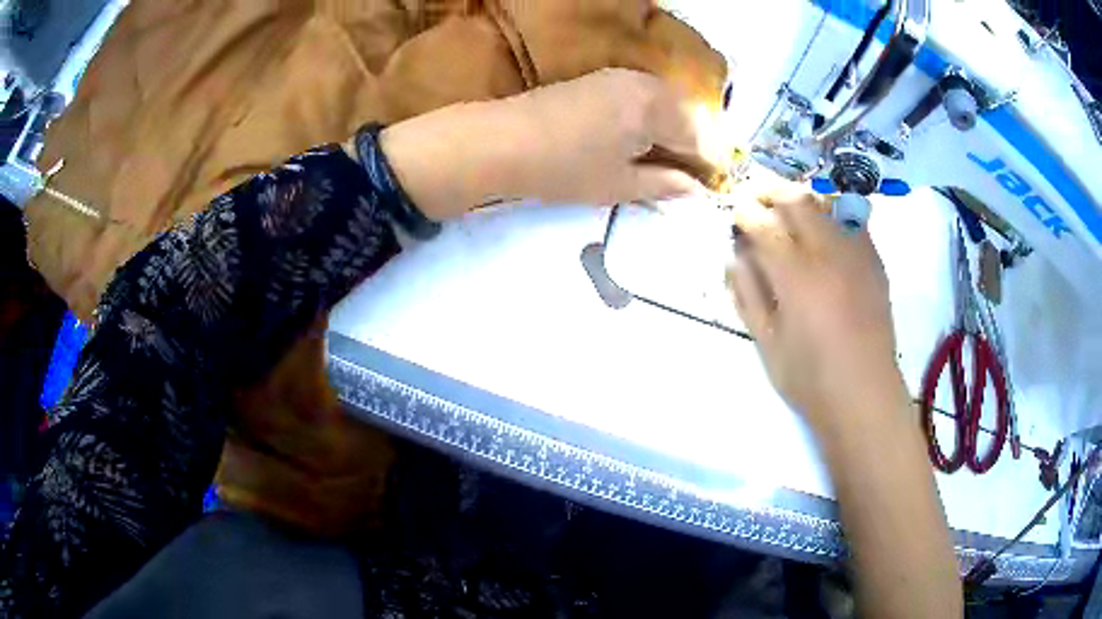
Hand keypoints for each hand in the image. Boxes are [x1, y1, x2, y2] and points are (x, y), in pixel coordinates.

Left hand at [379, 68, 718, 218]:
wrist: (502, 141)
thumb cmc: (564, 169)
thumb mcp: (620, 185)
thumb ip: (665, 185)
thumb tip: (698, 191)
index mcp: (655, 109)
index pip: (701, 136)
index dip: (711, 165)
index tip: (712, 189)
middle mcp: (644, 84)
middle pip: (688, 113)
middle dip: (696, 144)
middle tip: (691, 177)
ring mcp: (621, 76)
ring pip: (667, 102)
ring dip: (675, 130)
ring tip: (667, 162)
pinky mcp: (602, 78)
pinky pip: (644, 95)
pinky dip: (653, 117)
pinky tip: (643, 140)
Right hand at [726, 184, 907, 431]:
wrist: (865, 395)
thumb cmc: (810, 380)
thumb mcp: (767, 344)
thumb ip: (748, 295)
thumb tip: (735, 257)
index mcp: (796, 277)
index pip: (764, 225)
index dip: (745, 214)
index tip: (735, 214)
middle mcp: (828, 254)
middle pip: (797, 200)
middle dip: (771, 192)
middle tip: (756, 198)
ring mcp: (856, 254)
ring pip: (827, 204)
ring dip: (802, 200)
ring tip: (788, 209)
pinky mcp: (875, 262)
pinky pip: (853, 221)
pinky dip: (832, 215)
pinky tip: (824, 230)